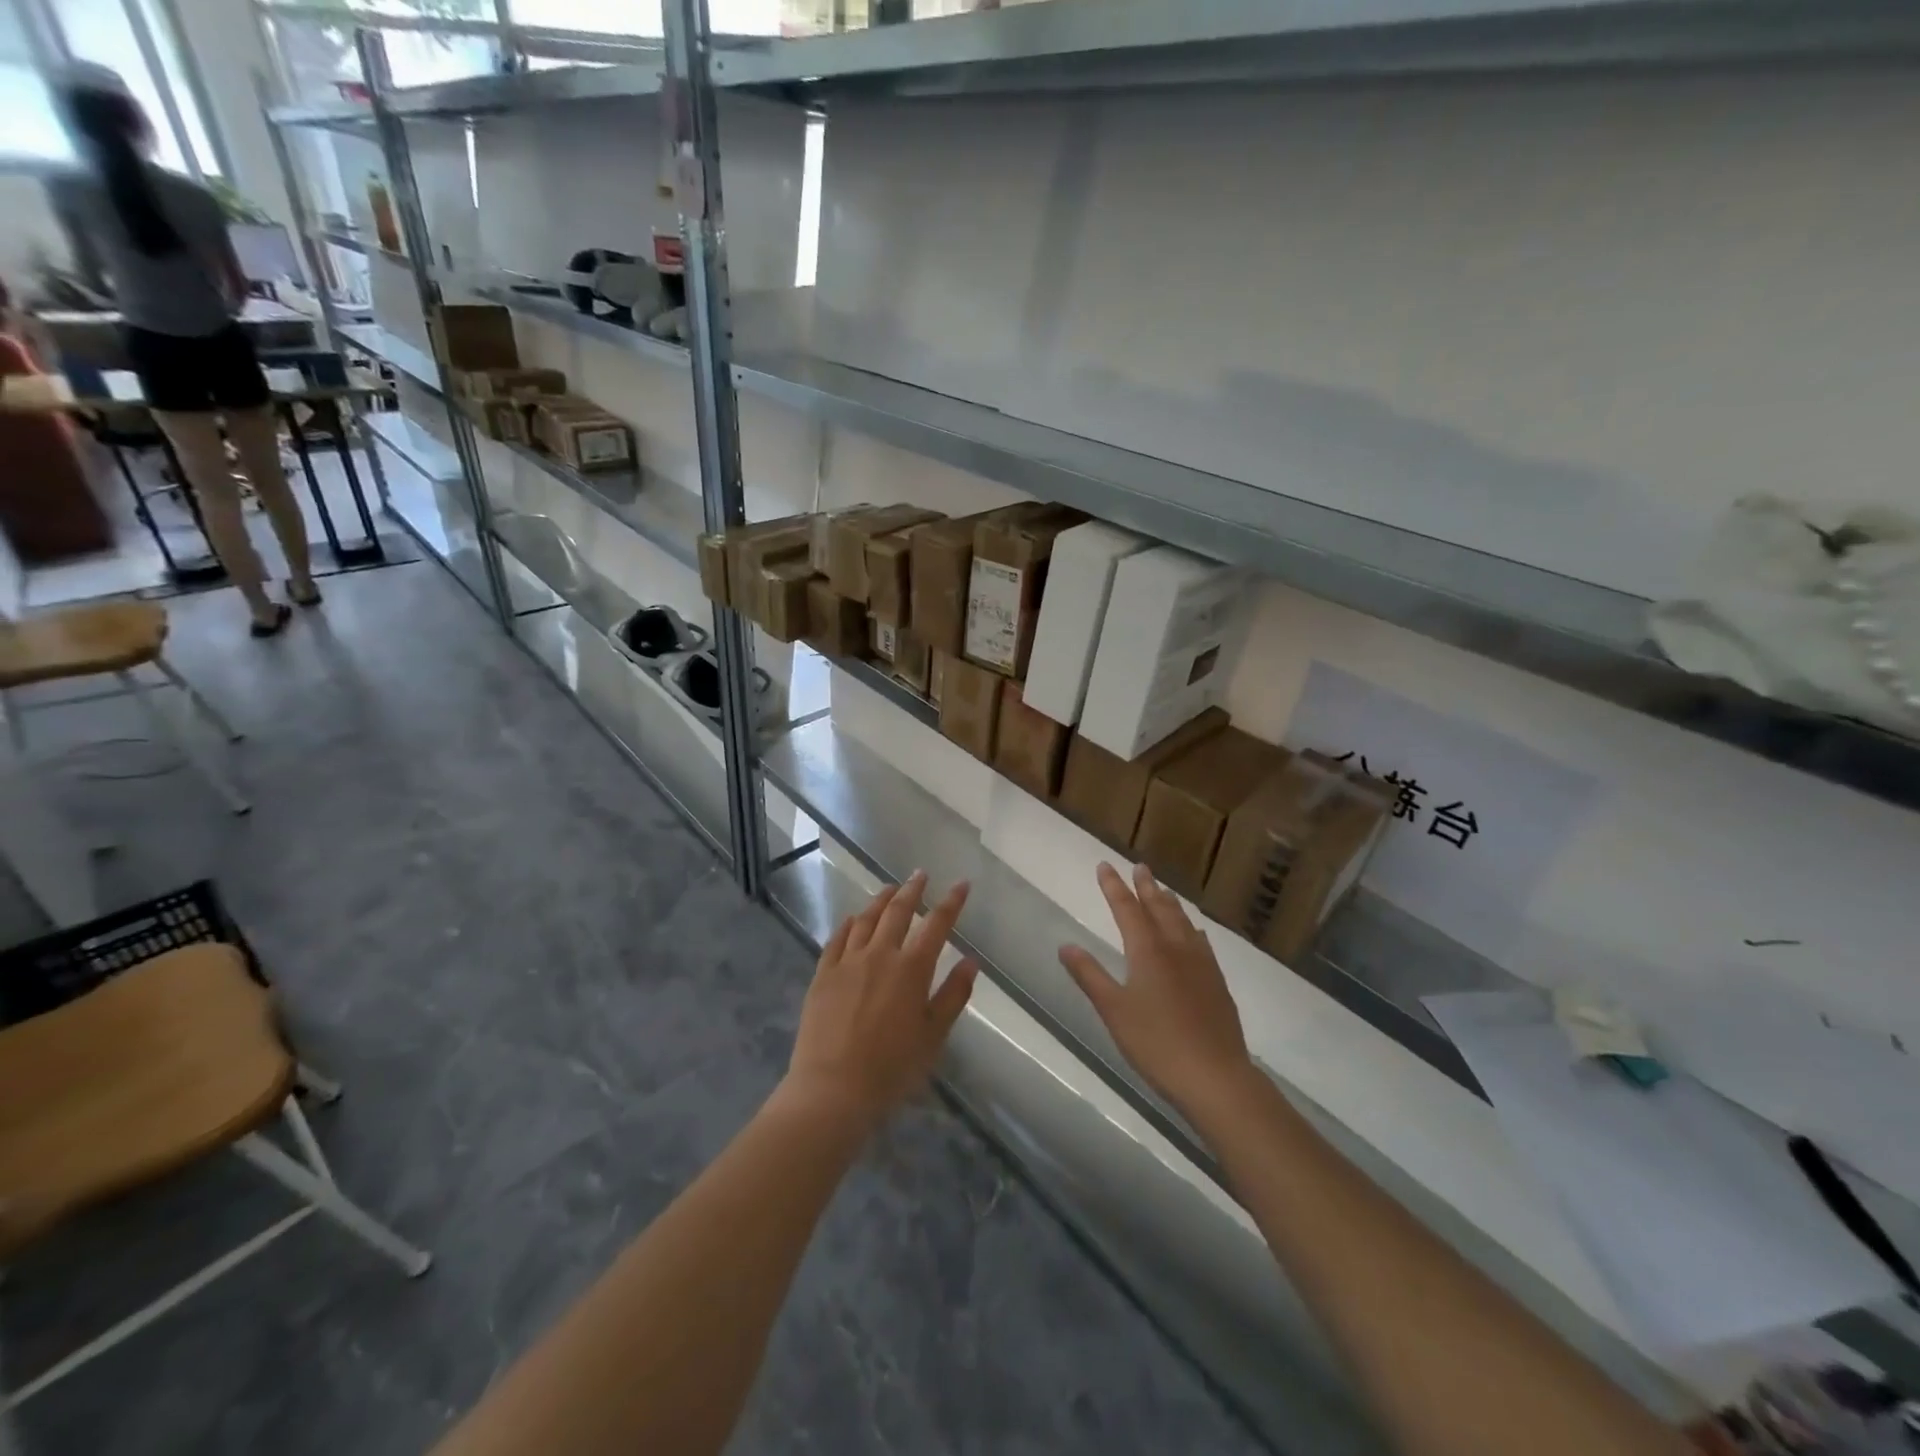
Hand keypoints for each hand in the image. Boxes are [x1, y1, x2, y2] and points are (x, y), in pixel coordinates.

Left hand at [783, 871, 977, 1131]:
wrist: (833, 1088)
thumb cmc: (892, 1067)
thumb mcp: (934, 1035)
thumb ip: (953, 994)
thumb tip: (971, 960)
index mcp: (912, 968)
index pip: (937, 924)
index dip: (951, 902)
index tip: (962, 884)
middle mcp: (880, 955)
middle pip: (898, 911)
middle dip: (913, 890)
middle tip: (920, 874)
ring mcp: (848, 962)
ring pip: (866, 919)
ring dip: (881, 900)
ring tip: (890, 888)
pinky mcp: (823, 974)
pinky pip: (837, 939)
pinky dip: (849, 924)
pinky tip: (853, 919)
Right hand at [1060, 863, 1255, 1121]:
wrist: (1215, 1076)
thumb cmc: (1156, 1043)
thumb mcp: (1113, 1010)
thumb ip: (1089, 975)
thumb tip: (1066, 945)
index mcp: (1147, 950)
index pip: (1127, 908)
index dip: (1113, 887)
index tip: (1104, 866)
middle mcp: (1176, 947)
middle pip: (1159, 907)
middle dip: (1146, 886)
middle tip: (1140, 867)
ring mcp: (1201, 963)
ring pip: (1183, 921)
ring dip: (1169, 902)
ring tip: (1162, 891)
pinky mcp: (1216, 982)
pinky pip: (1200, 941)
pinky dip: (1190, 927)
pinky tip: (1193, 933)